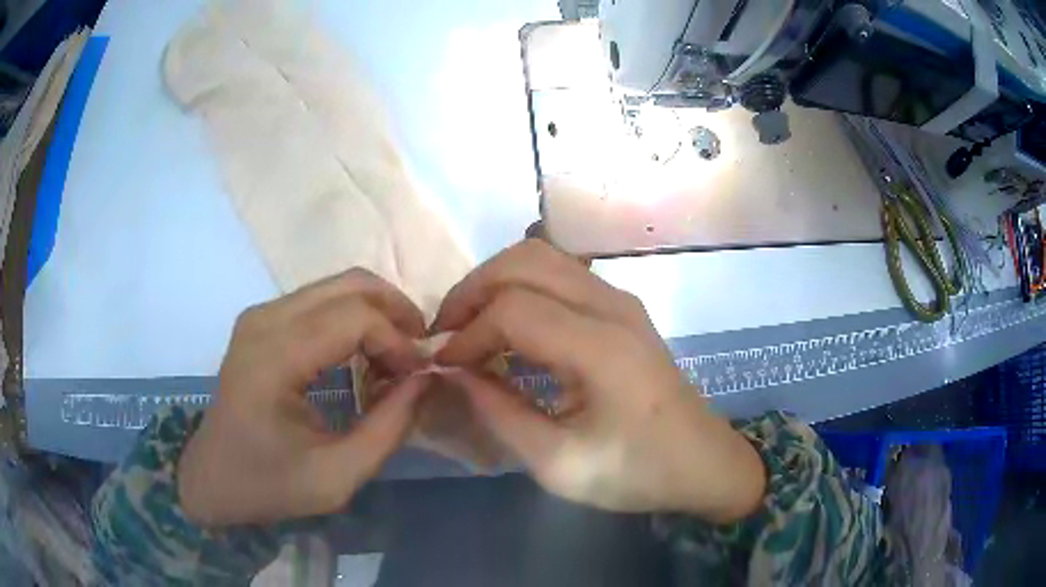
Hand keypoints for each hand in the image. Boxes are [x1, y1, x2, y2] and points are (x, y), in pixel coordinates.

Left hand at [178, 269, 429, 526]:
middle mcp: (265, 319)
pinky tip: (364, 355)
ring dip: (377, 314)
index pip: (355, 318)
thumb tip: (426, 379)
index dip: (399, 342)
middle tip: (419, 355)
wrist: (214, 477)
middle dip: (396, 314)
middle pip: (350, 285)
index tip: (420, 377)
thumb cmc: (270, 484)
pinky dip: (354, 319)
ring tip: (395, 357)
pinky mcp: (262, 321)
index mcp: (274, 357)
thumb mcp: (337, 476)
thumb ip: (389, 428)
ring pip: (338, 286)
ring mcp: (260, 314)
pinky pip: (321, 300)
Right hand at [433, 240, 765, 521]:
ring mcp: (621, 300)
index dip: (467, 333)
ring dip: (496, 283)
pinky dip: (521, 289)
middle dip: (473, 289)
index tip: (443, 365)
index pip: (513, 309)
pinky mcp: (622, 307)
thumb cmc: (637, 472)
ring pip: (542, 257)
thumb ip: (500, 414)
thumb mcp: (559, 464)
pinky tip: (508, 328)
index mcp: (601, 348)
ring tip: (470, 327)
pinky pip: (560, 275)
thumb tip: (456, 373)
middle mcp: (612, 307)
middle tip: (446, 333)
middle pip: (524, 261)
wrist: (703, 462)